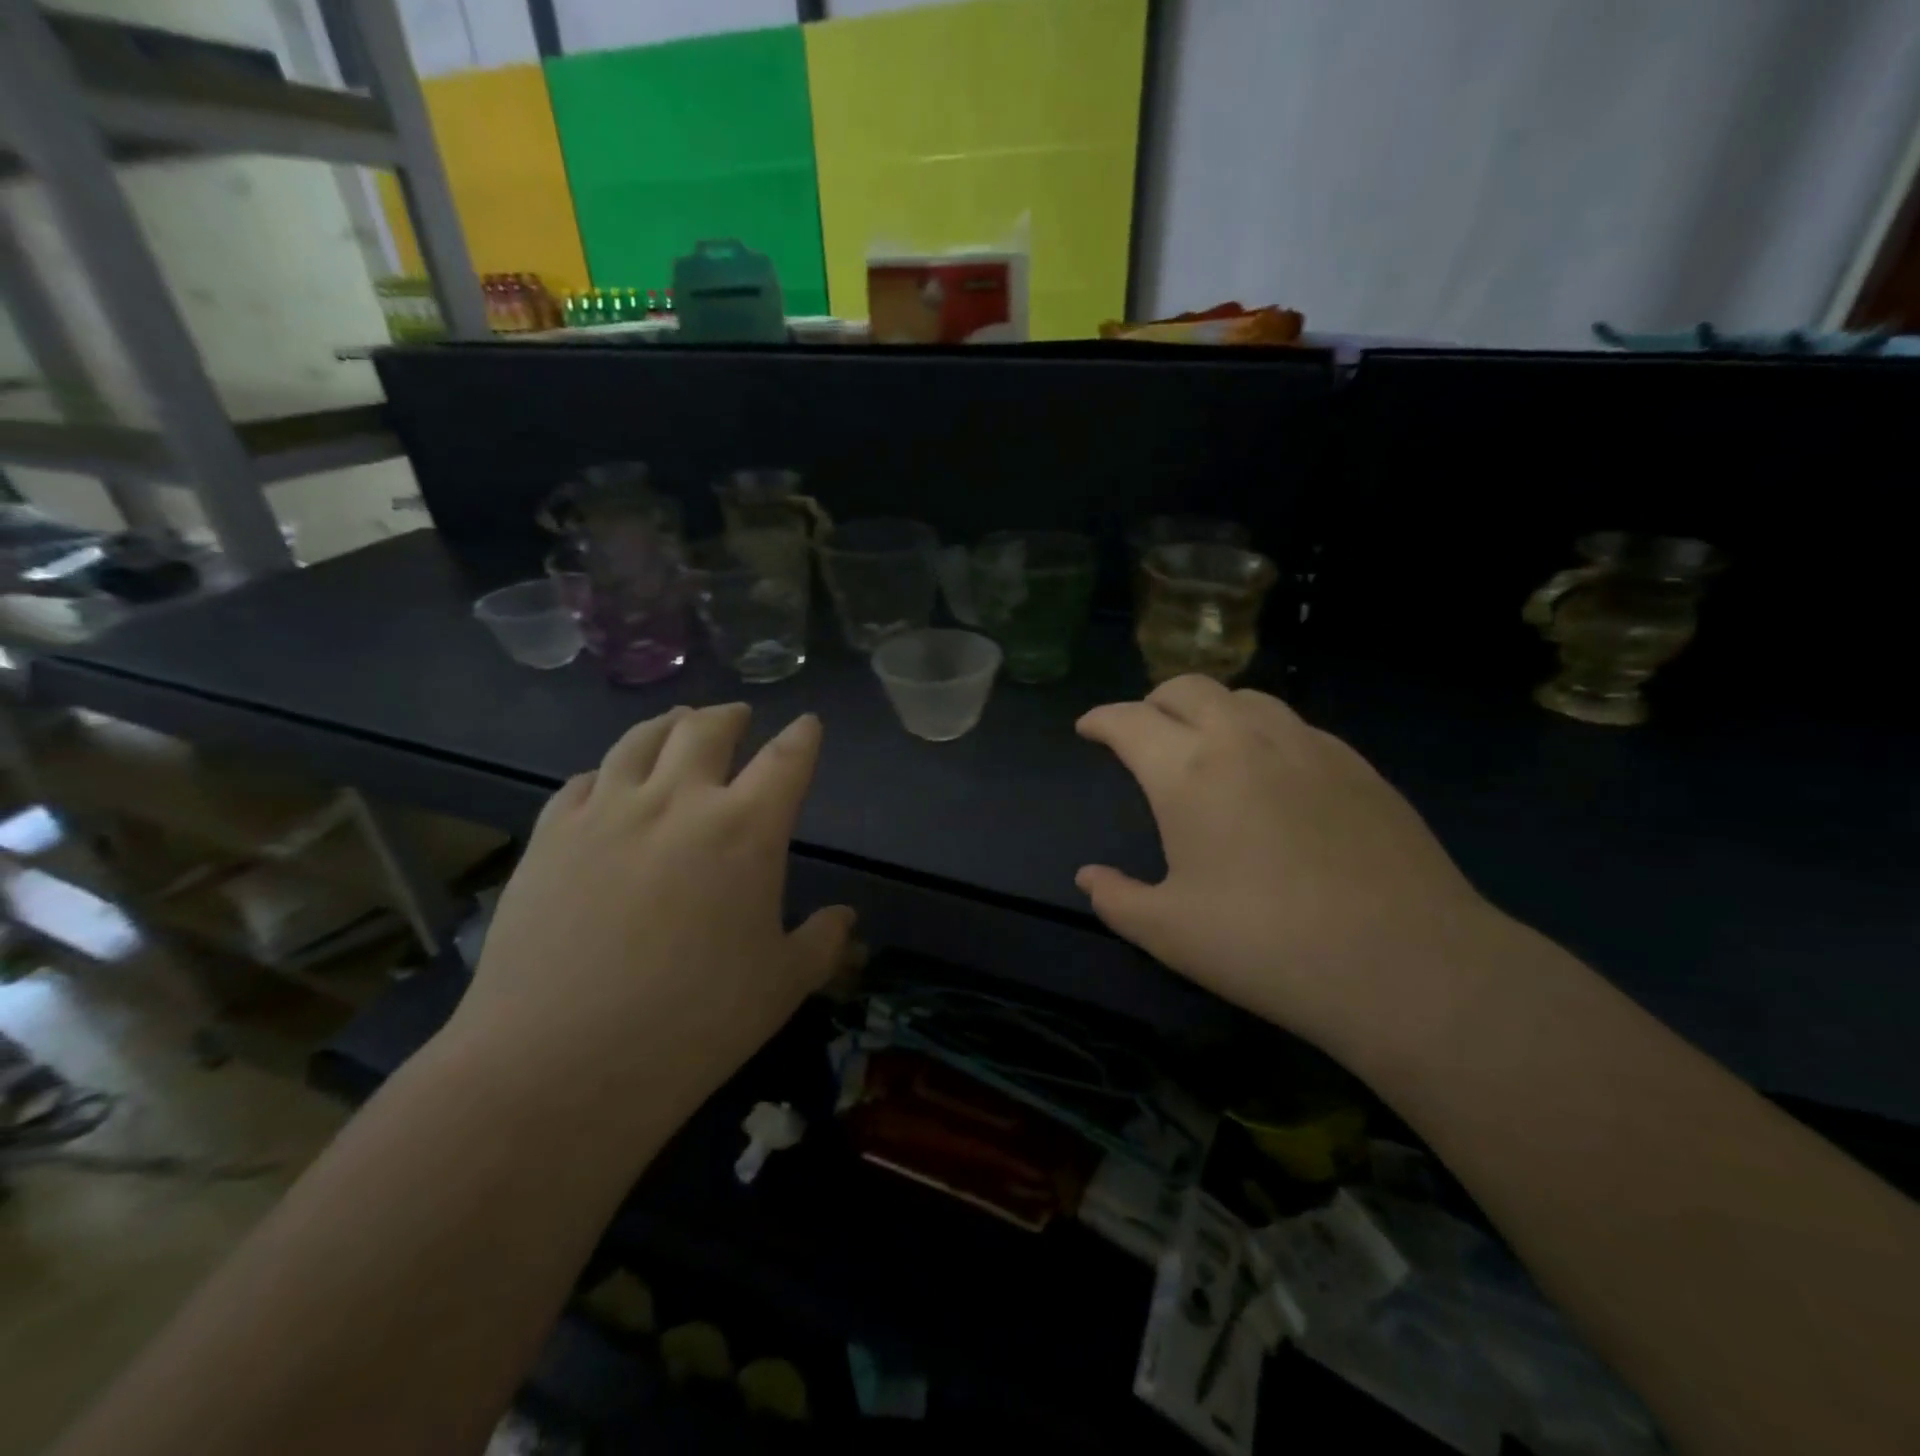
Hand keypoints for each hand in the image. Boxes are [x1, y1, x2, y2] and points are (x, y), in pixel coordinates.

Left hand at [449, 705, 854, 1127]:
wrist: (559, 1063)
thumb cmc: (694, 1024)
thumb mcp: (781, 986)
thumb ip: (822, 943)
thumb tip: (845, 919)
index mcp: (746, 830)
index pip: (786, 760)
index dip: (803, 737)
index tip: (808, 725)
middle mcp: (678, 801)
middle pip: (707, 729)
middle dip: (730, 715)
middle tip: (738, 715)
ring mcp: (607, 813)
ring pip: (640, 740)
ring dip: (668, 723)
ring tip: (678, 722)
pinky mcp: (551, 836)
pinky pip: (583, 782)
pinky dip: (606, 772)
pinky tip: (606, 781)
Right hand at [1075, 676, 1500, 1046]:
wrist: (1407, 963)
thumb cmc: (1266, 946)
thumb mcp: (1170, 934)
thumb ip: (1117, 899)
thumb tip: (1088, 877)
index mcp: (1187, 772)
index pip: (1129, 720)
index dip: (1101, 720)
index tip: (1088, 729)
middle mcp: (1244, 739)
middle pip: (1187, 687)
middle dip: (1153, 701)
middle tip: (1143, 733)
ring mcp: (1307, 745)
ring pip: (1245, 696)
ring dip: (1211, 709)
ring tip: (1205, 744)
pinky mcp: (1357, 764)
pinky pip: (1294, 725)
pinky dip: (1262, 731)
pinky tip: (1272, 772)